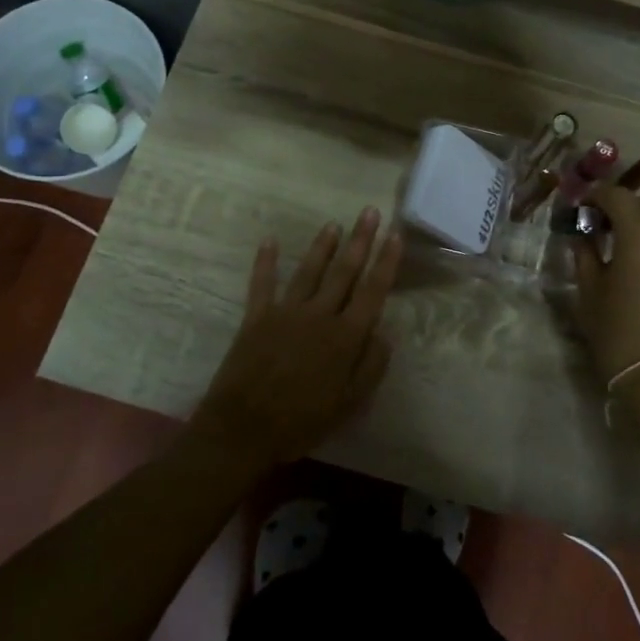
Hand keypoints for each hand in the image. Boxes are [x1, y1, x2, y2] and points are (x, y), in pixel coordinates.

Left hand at [189, 208, 402, 468]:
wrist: (244, 428)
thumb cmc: (302, 421)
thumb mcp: (350, 404)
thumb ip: (371, 366)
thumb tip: (386, 332)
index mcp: (345, 337)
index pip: (372, 291)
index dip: (386, 262)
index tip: (395, 235)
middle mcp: (319, 315)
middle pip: (344, 271)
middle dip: (360, 241)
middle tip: (370, 212)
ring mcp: (285, 312)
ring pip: (309, 271)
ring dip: (323, 246)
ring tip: (334, 224)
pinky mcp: (256, 317)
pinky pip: (262, 283)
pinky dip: (265, 261)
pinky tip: (269, 240)